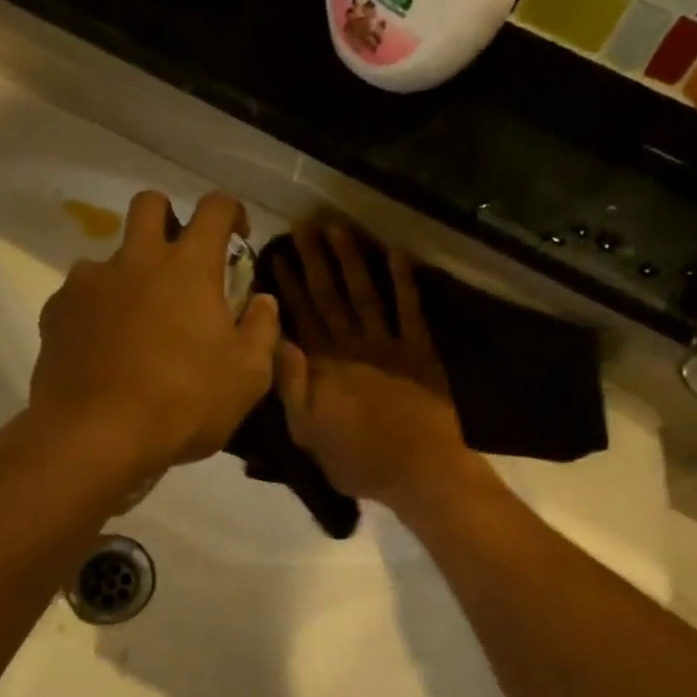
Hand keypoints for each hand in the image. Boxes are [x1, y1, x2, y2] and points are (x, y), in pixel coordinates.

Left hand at [31, 190, 279, 477]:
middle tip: (179, 261)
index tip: (236, 236)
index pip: (215, 208)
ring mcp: (89, 282)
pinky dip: (95, 311)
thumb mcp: (247, 376)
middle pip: (149, 204)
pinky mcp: (56, 311)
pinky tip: (101, 348)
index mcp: (189, 267)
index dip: (231, 212)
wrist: (97, 435)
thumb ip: (261, 330)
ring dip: (127, 275)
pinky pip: (79, 296)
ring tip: (135, 322)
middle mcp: (136, 259)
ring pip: (109, 256)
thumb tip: (263, 301)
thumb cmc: (184, 403)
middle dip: (168, 218)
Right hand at [271, 220, 480, 509]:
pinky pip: (410, 310)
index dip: (289, 285)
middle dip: (315, 260)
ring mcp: (388, 345)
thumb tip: (276, 341)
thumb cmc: (357, 460)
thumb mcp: (306, 433)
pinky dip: (404, 282)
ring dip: (352, 260)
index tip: (279, 255)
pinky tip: (397, 253)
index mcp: (322, 367)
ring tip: (338, 227)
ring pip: (365, 294)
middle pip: (329, 296)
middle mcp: (351, 346)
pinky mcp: (420, 352)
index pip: (300, 317)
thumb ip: (290, 386)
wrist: (418, 472)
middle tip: (304, 224)